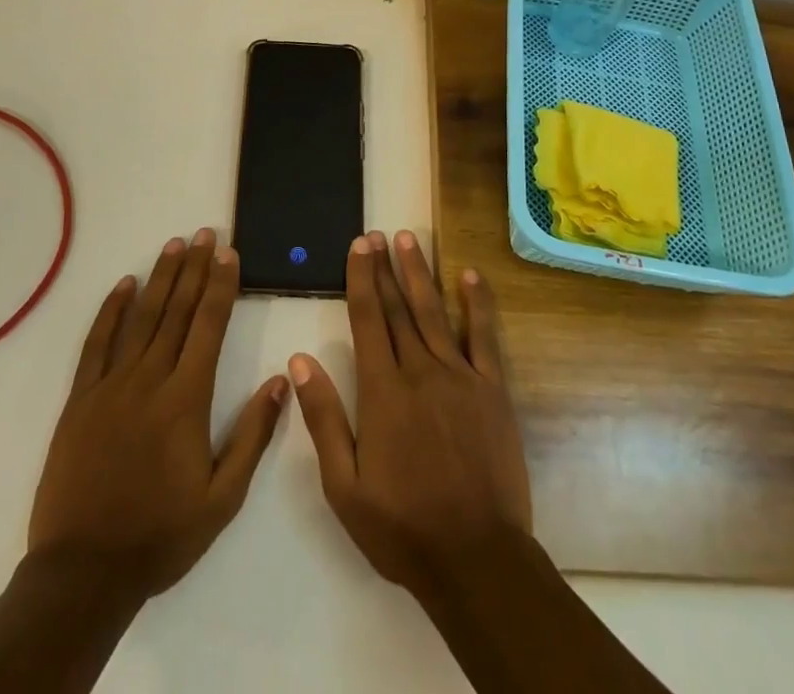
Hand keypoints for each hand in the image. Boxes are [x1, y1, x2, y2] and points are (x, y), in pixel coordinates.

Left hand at [28, 230, 288, 603]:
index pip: (209, 325)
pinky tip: (124, 285)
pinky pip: (97, 343)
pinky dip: (111, 310)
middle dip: (196, 268)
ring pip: (141, 318)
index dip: (221, 285)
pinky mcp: (80, 399)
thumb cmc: (161, 535)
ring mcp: (111, 386)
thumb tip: (281, 380)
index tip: (230, 253)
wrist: (83, 574)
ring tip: (175, 245)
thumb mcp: (222, 498)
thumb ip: (253, 436)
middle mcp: (150, 379)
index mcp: (186, 398)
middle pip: (177, 311)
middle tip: (206, 233)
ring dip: (161, 278)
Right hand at [289, 229, 530, 593]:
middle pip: (398, 308)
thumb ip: (324, 418)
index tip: (359, 246)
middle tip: (378, 234)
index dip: (361, 278)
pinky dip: (477, 303)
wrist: (477, 559)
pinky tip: (470, 276)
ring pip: (434, 312)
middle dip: (386, 268)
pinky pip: (483, 337)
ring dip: (420, 273)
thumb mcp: (345, 486)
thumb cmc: (403, 528)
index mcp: (383, 392)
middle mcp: (420, 371)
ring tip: (409, 240)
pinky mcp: (493, 390)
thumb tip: (301, 360)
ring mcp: (460, 377)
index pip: (366, 320)